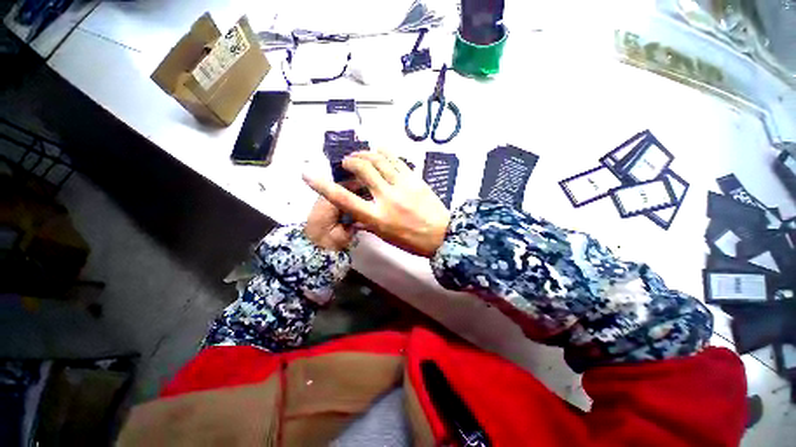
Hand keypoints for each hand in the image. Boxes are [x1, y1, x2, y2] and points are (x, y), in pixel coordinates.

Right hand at [303, 149, 450, 257]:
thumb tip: (355, 213)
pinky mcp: (415, 178)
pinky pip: (397, 159)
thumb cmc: (412, 241)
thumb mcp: (385, 236)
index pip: (344, 199)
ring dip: (366, 153)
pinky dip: (385, 152)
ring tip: (361, 155)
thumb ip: (368, 222)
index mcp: (377, 217)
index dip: (323, 185)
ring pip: (379, 159)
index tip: (308, 174)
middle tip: (347, 162)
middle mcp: (387, 198)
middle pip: (362, 169)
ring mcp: (403, 185)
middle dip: (350, 160)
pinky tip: (379, 150)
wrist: (442, 235)